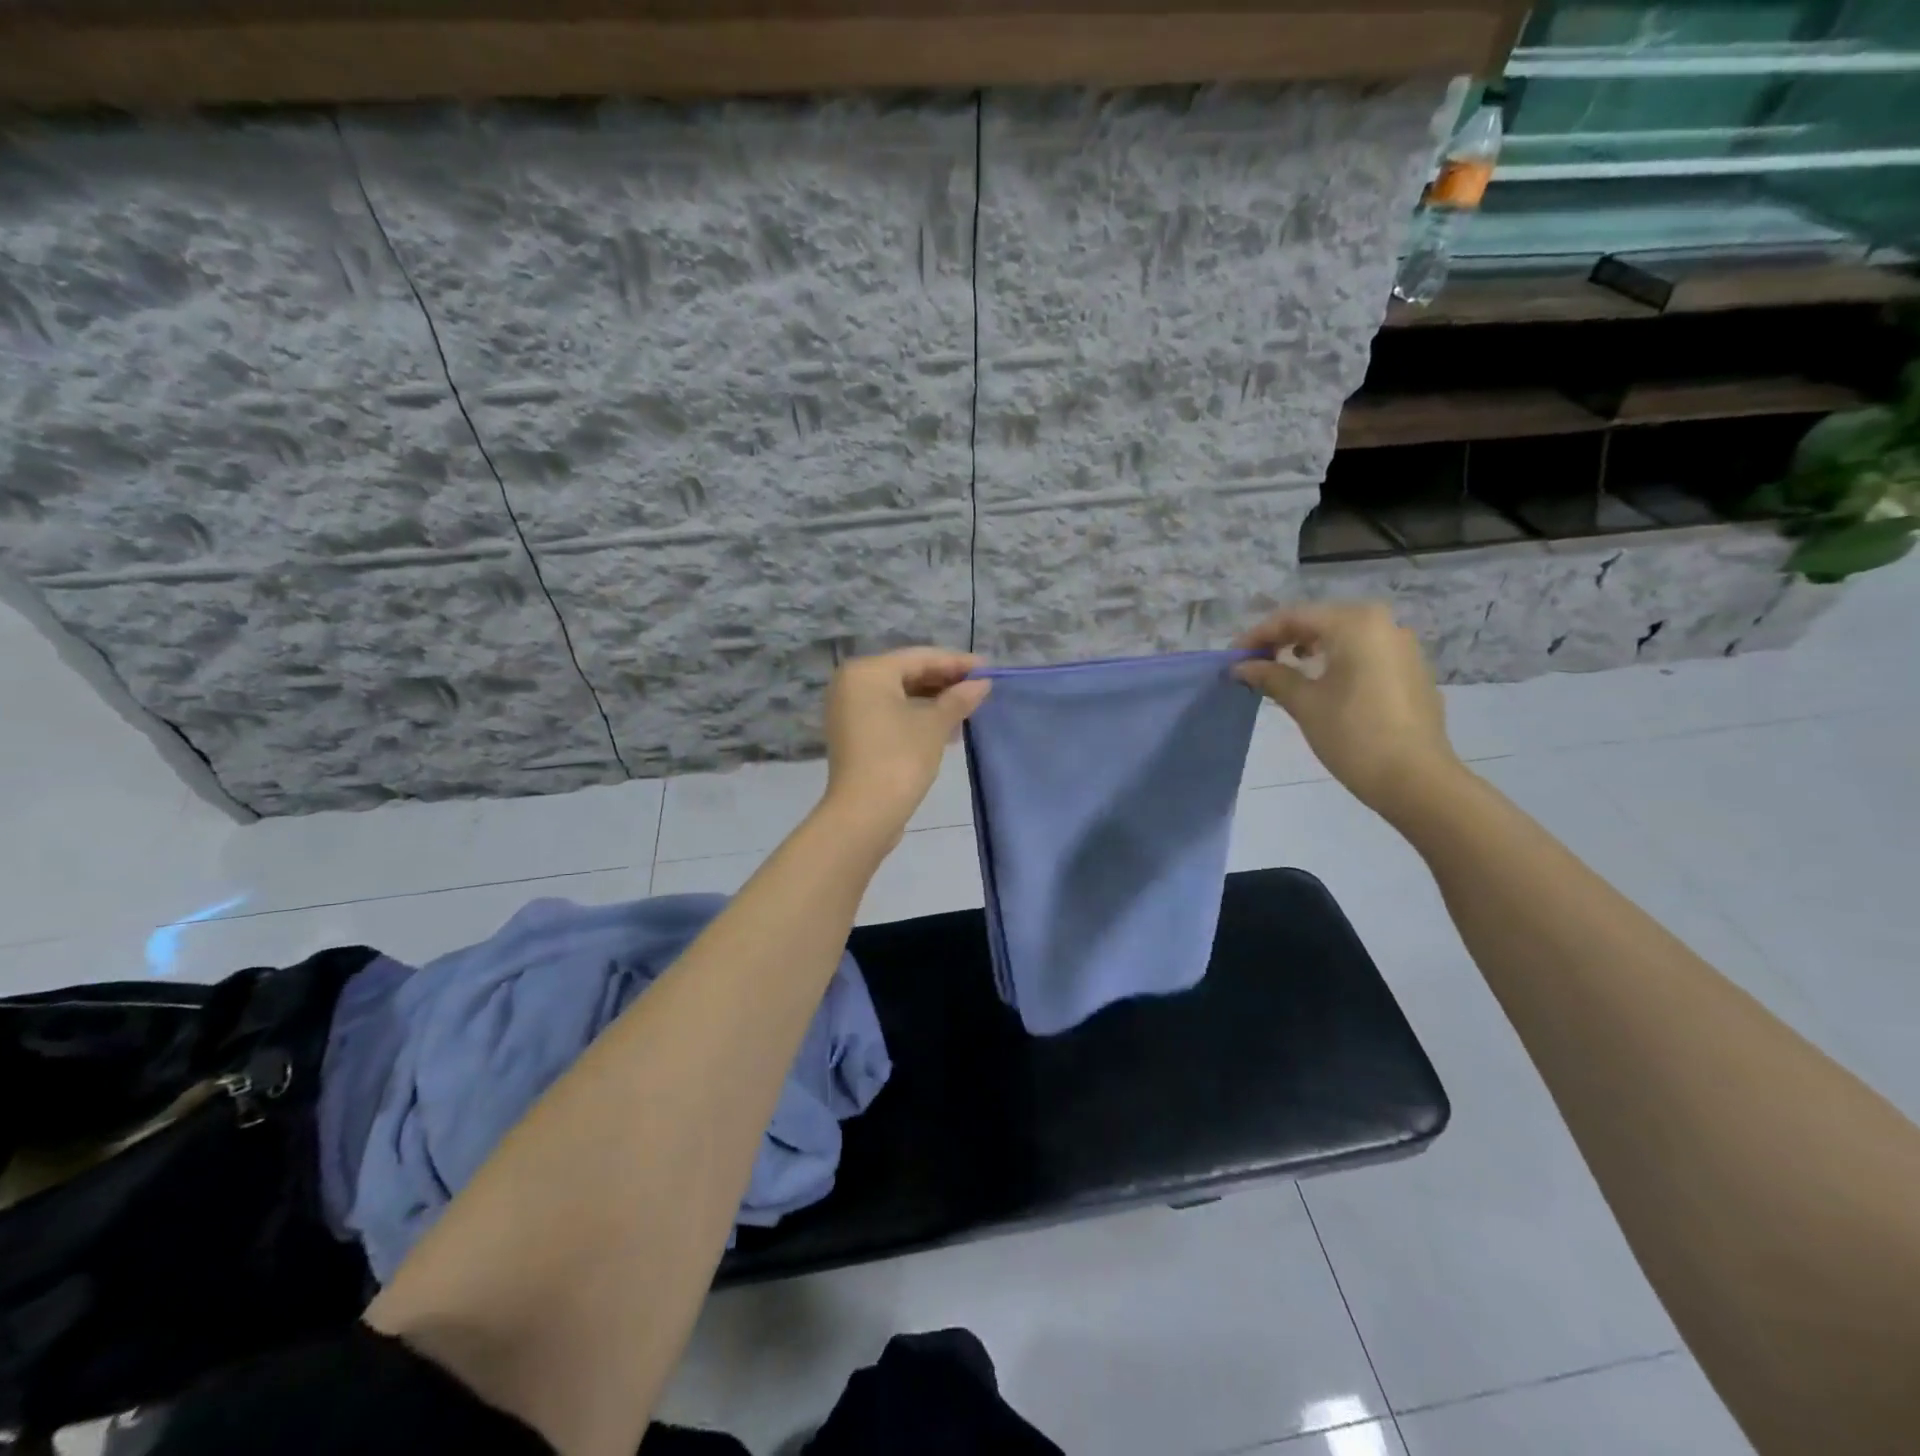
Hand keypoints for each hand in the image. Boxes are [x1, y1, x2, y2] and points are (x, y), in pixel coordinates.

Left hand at [821, 647, 990, 840]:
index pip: (920, 657)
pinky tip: (946, 727)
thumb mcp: (935, 724)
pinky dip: (916, 715)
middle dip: (945, 681)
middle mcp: (851, 684)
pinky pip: (890, 713)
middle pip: (907, 673)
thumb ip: (959, 698)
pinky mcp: (853, 734)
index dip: (956, 662)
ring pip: (899, 695)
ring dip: (933, 700)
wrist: (864, 813)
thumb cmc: (900, 758)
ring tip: (968, 709)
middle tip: (980, 687)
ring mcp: (849, 710)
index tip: (987, 667)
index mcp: (867, 672)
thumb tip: (982, 683)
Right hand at [1233, 601, 1461, 817]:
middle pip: (1320, 621)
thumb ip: (1271, 676)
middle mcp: (1383, 623)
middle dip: (1283, 639)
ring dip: (1309, 648)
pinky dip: (1336, 659)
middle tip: (1254, 663)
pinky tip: (1321, 683)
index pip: (1293, 617)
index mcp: (1355, 623)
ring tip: (1283, 671)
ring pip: (1343, 635)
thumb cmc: (1353, 735)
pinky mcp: (1411, 669)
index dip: (1258, 635)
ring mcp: (1402, 645)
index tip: (1232, 658)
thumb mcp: (1304, 703)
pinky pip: (1364, 652)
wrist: (1416, 779)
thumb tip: (1241, 667)